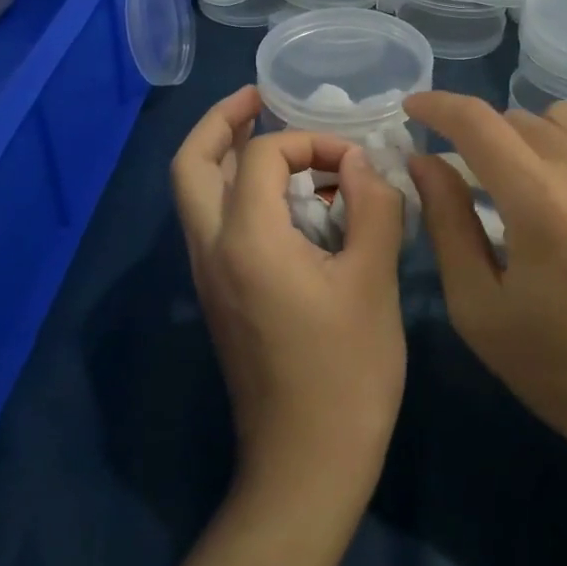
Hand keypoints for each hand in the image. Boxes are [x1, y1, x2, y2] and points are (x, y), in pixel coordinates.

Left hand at [171, 86, 407, 509]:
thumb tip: (359, 165)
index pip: (261, 155)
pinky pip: (215, 222)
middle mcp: (212, 250)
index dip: (309, 142)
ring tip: (274, 138)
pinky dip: (239, 191)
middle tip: (260, 98)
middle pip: (192, 164)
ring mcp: (209, 276)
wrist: (305, 466)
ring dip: (227, 155)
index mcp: (247, 240)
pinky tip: (288, 200)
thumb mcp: (374, 281)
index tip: (353, 164)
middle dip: (221, 121)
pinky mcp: (220, 297)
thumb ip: (372, 207)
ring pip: (196, 194)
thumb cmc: (346, 374)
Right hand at [405, 94, 566, 482]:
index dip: (438, 105)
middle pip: (517, 119)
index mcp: (541, 203)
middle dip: (483, 140)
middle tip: (475, 181)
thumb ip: (446, 222)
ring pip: (565, 117)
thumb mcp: (478, 308)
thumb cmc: (559, 370)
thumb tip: (424, 160)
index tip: (414, 108)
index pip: (477, 122)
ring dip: (533, 138)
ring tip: (531, 182)